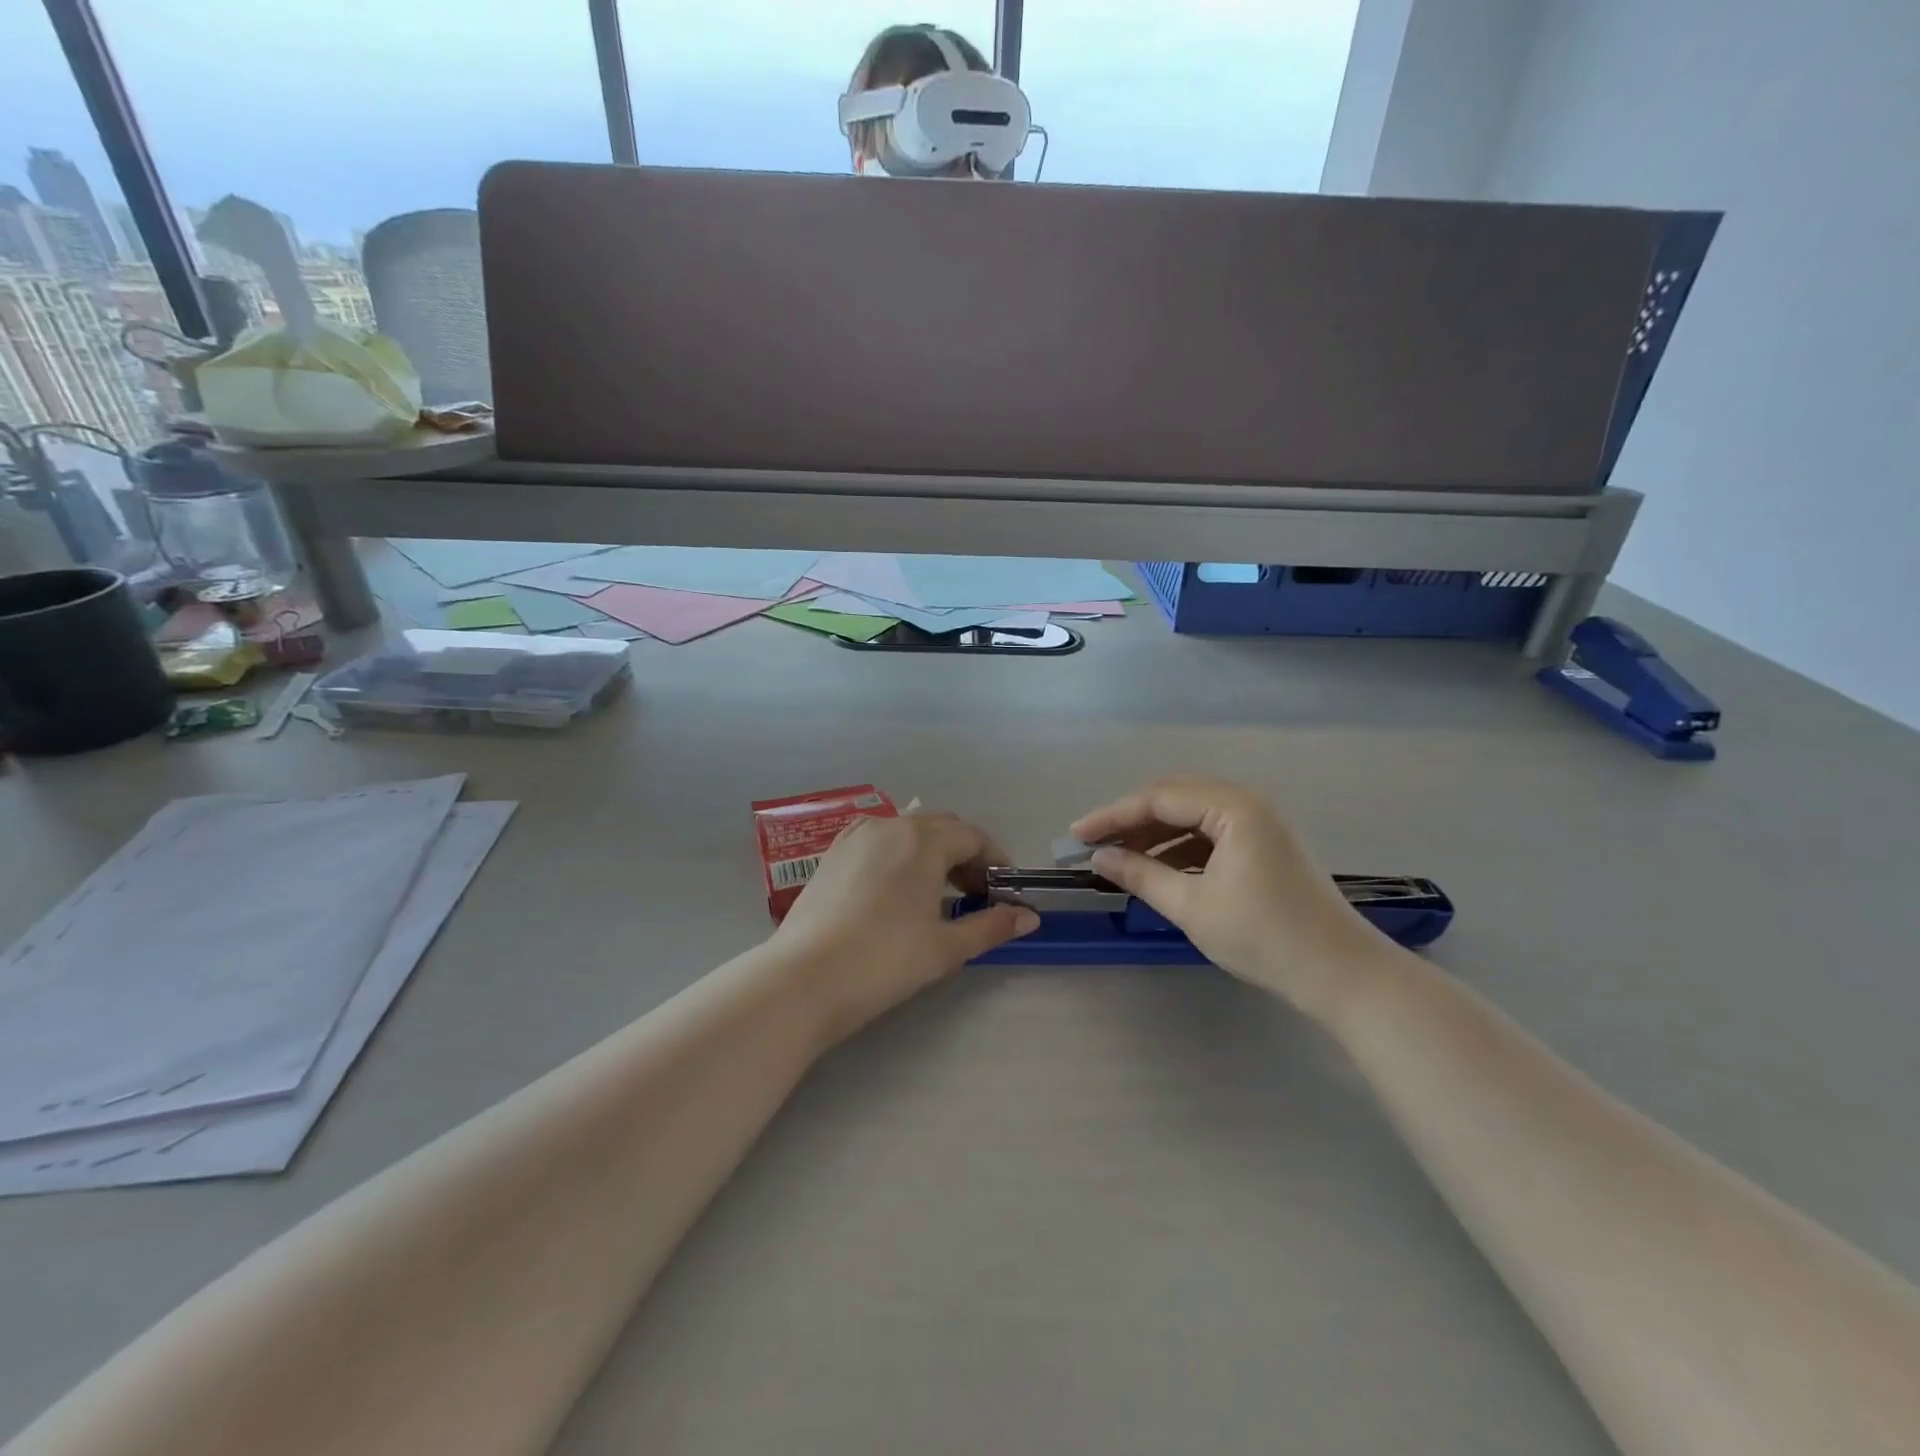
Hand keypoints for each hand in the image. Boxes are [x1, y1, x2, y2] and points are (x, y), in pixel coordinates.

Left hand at [770, 811, 1038, 1042]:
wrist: (804, 978)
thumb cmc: (884, 961)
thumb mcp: (945, 948)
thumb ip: (991, 926)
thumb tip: (1029, 917)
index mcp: (923, 840)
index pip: (972, 836)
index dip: (994, 859)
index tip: (1003, 889)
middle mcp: (890, 826)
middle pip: (941, 828)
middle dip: (964, 854)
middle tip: (975, 894)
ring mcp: (856, 837)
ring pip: (907, 831)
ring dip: (931, 852)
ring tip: (936, 893)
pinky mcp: (832, 853)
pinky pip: (878, 840)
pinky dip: (899, 854)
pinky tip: (896, 888)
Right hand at [1071, 776, 1396, 1019]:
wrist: (1340, 973)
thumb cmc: (1264, 936)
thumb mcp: (1192, 906)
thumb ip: (1141, 875)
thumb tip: (1099, 857)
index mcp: (1233, 807)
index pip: (1158, 799)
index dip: (1112, 815)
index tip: (1076, 834)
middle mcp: (1247, 802)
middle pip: (1175, 798)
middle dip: (1131, 820)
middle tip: (1094, 842)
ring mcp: (1260, 823)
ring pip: (1192, 816)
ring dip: (1154, 834)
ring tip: (1119, 857)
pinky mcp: (1265, 845)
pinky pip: (1210, 833)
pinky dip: (1179, 847)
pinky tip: (1157, 868)